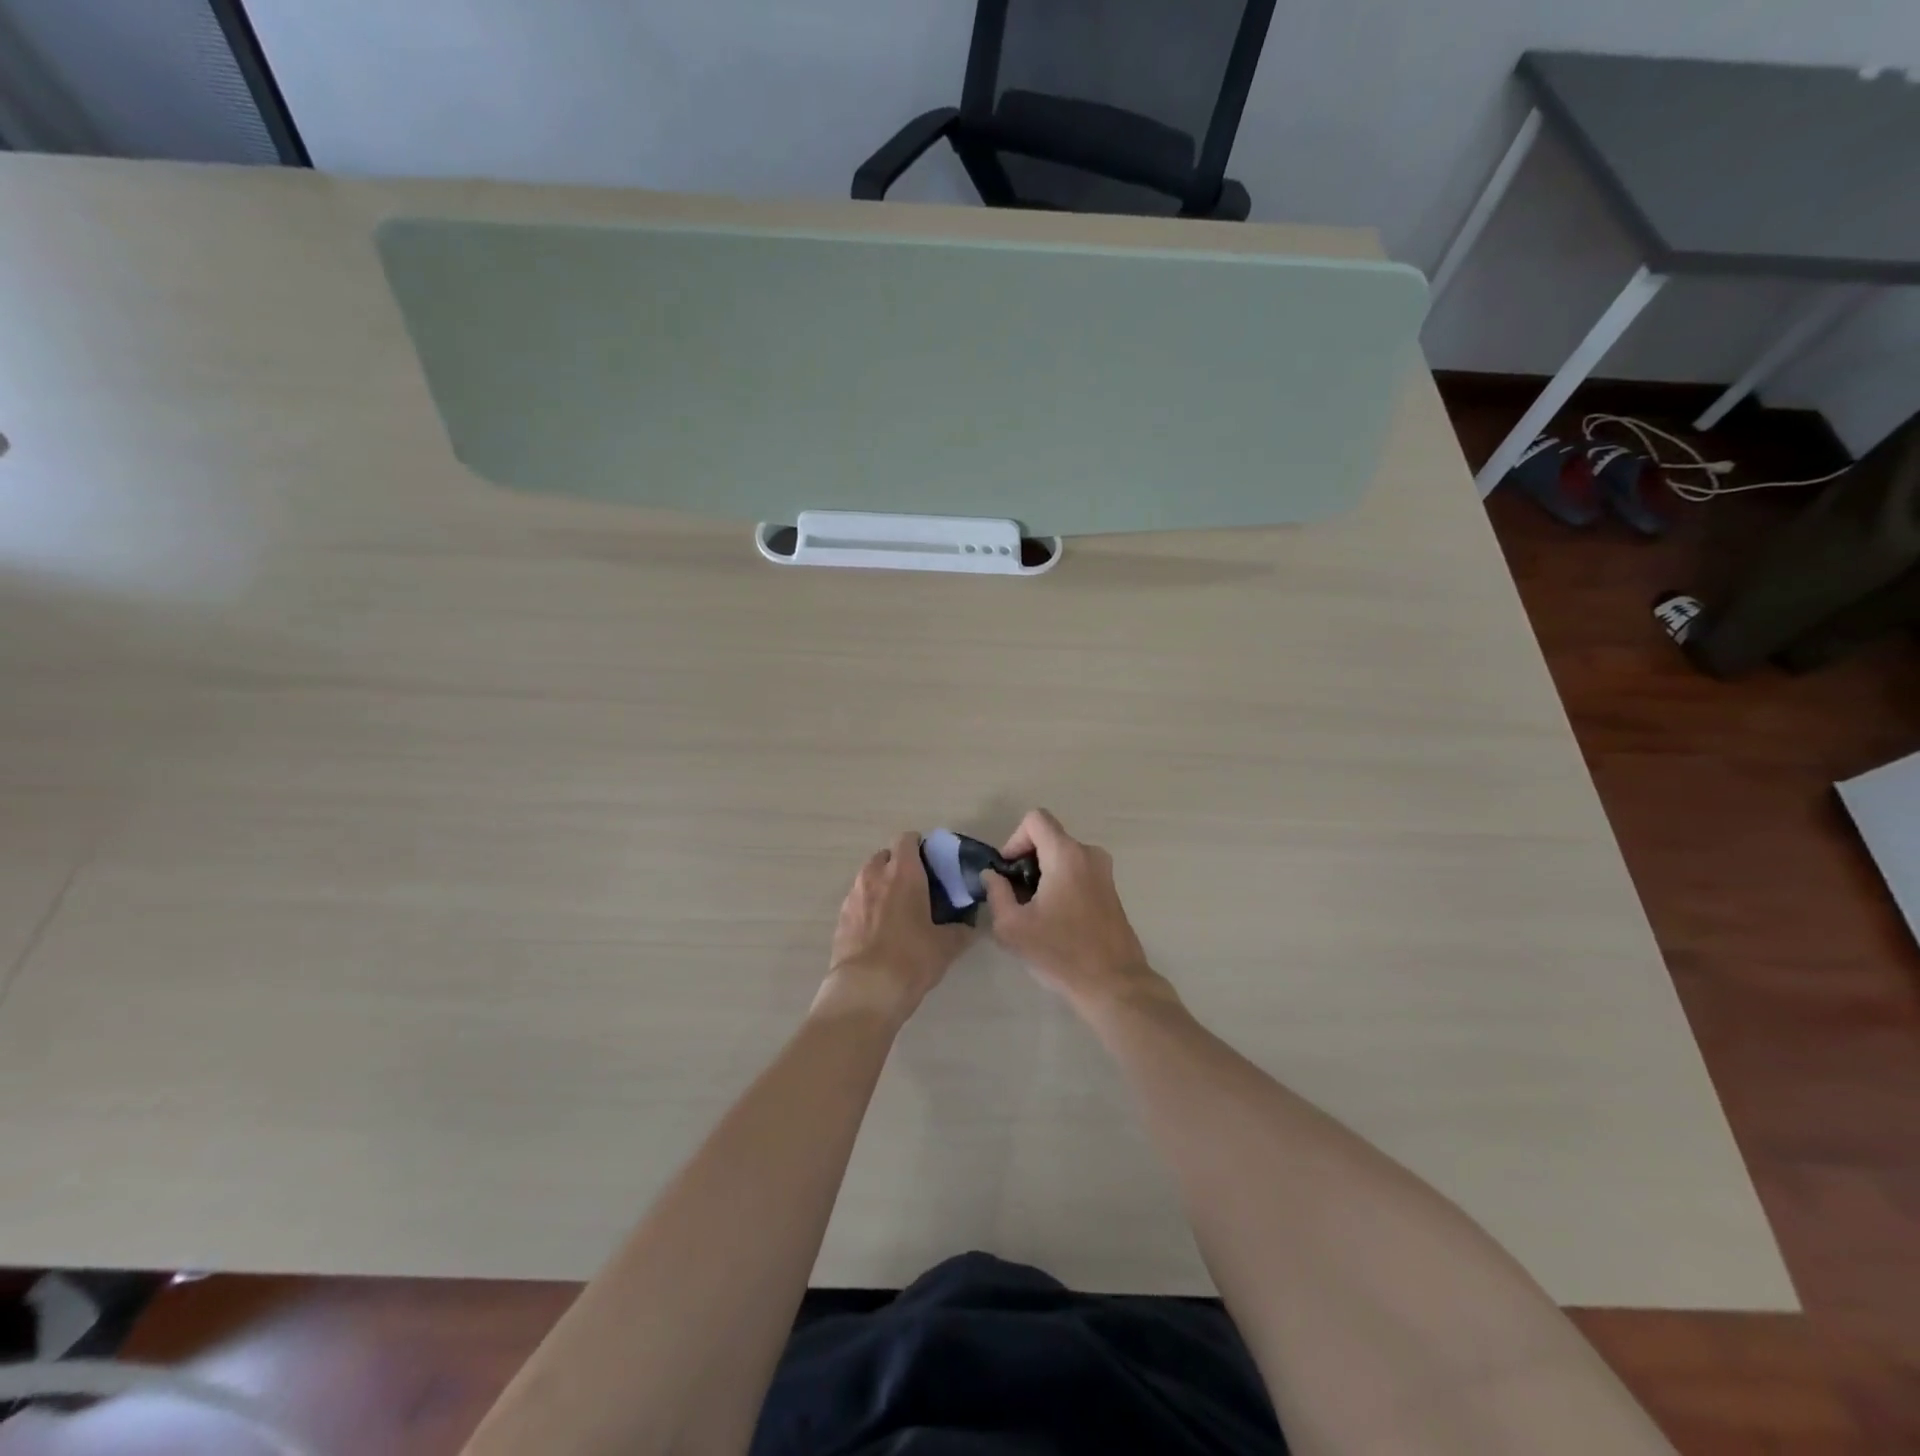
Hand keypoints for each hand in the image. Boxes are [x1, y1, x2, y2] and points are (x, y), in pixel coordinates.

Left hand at [820, 832, 972, 1023]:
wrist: (865, 990)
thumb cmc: (911, 958)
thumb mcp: (946, 946)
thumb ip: (960, 930)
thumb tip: (968, 927)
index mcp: (903, 873)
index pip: (907, 839)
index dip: (919, 845)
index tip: (931, 861)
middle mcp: (874, 876)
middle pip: (885, 856)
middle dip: (898, 864)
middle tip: (916, 885)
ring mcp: (853, 896)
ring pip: (868, 878)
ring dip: (881, 885)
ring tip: (897, 908)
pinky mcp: (840, 919)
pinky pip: (857, 902)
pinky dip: (868, 907)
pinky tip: (879, 930)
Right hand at [980, 809, 1168, 1016]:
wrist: (1113, 984)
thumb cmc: (1060, 953)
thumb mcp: (1013, 927)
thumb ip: (997, 893)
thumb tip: (992, 876)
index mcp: (1066, 854)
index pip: (1035, 819)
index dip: (1014, 840)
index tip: (1009, 873)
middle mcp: (1089, 854)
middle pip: (1048, 838)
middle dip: (1026, 861)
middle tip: (1016, 897)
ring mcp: (1104, 872)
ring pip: (1062, 856)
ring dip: (1043, 874)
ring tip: (1034, 911)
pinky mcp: (1110, 890)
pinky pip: (1077, 872)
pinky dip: (1061, 884)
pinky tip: (1055, 920)